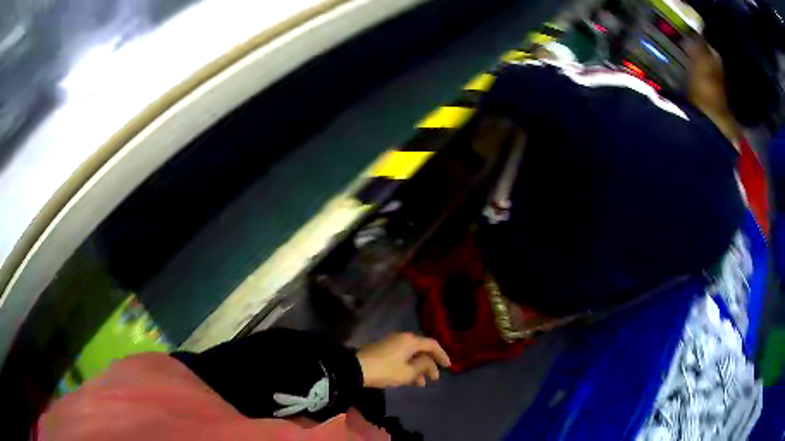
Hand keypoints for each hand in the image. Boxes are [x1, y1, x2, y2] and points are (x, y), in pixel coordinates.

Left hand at [356, 333, 450, 388]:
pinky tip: (408, 379)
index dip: (442, 355)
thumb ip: (422, 366)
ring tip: (421, 384)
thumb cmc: (385, 370)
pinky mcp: (383, 349)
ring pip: (411, 355)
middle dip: (429, 364)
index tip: (448, 367)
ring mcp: (391, 343)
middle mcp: (402, 338)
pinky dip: (408, 366)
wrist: (356, 368)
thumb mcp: (407, 372)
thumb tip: (428, 362)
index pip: (432, 345)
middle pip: (421, 350)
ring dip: (418, 368)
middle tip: (434, 378)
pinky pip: (402, 356)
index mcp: (410, 340)